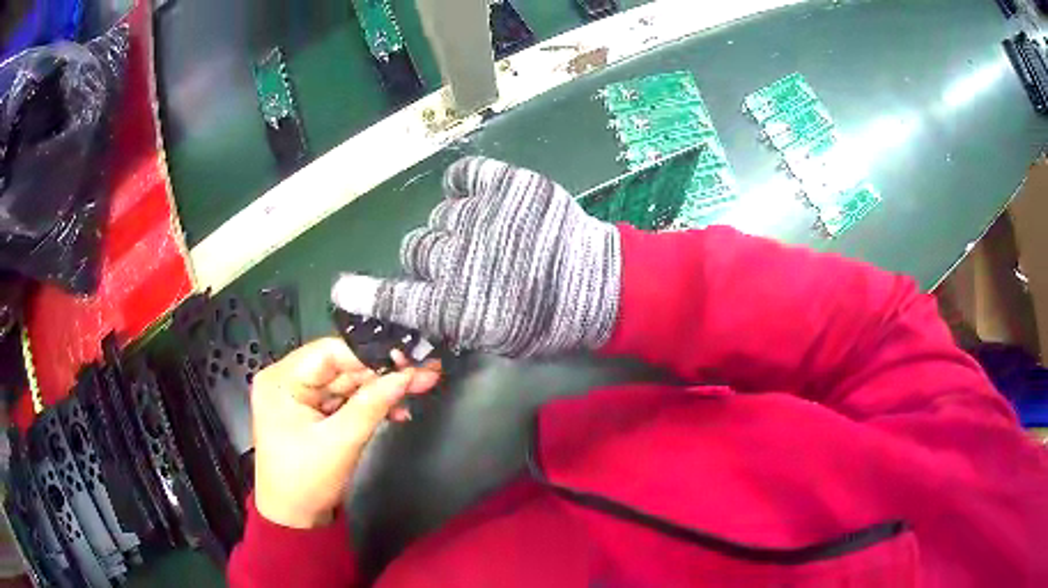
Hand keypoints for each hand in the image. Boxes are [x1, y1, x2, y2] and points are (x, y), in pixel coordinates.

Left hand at [250, 338, 439, 528]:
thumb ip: (373, 404)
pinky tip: (397, 410)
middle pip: (341, 367)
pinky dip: (370, 405)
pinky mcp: (314, 413)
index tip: (408, 358)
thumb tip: (408, 375)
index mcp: (281, 380)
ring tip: (420, 387)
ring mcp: (300, 397)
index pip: (329, 352)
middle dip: (382, 373)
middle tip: (424, 371)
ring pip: (348, 383)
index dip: (370, 354)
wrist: (295, 519)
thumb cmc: (307, 480)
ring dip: (381, 390)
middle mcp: (287, 380)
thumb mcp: (341, 442)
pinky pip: (346, 400)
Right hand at [332, 157, 622, 357]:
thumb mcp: (499, 340)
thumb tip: (423, 301)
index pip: (397, 299)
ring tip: (489, 237)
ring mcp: (483, 217)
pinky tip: (481, 198)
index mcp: (459, 305)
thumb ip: (455, 321)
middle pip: (416, 250)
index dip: (365, 295)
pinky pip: (466, 175)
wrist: (601, 286)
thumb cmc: (551, 321)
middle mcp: (461, 260)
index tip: (342, 289)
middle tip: (461, 264)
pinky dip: (467, 186)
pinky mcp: (507, 186)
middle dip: (431, 260)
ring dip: (456, 229)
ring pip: (441, 217)